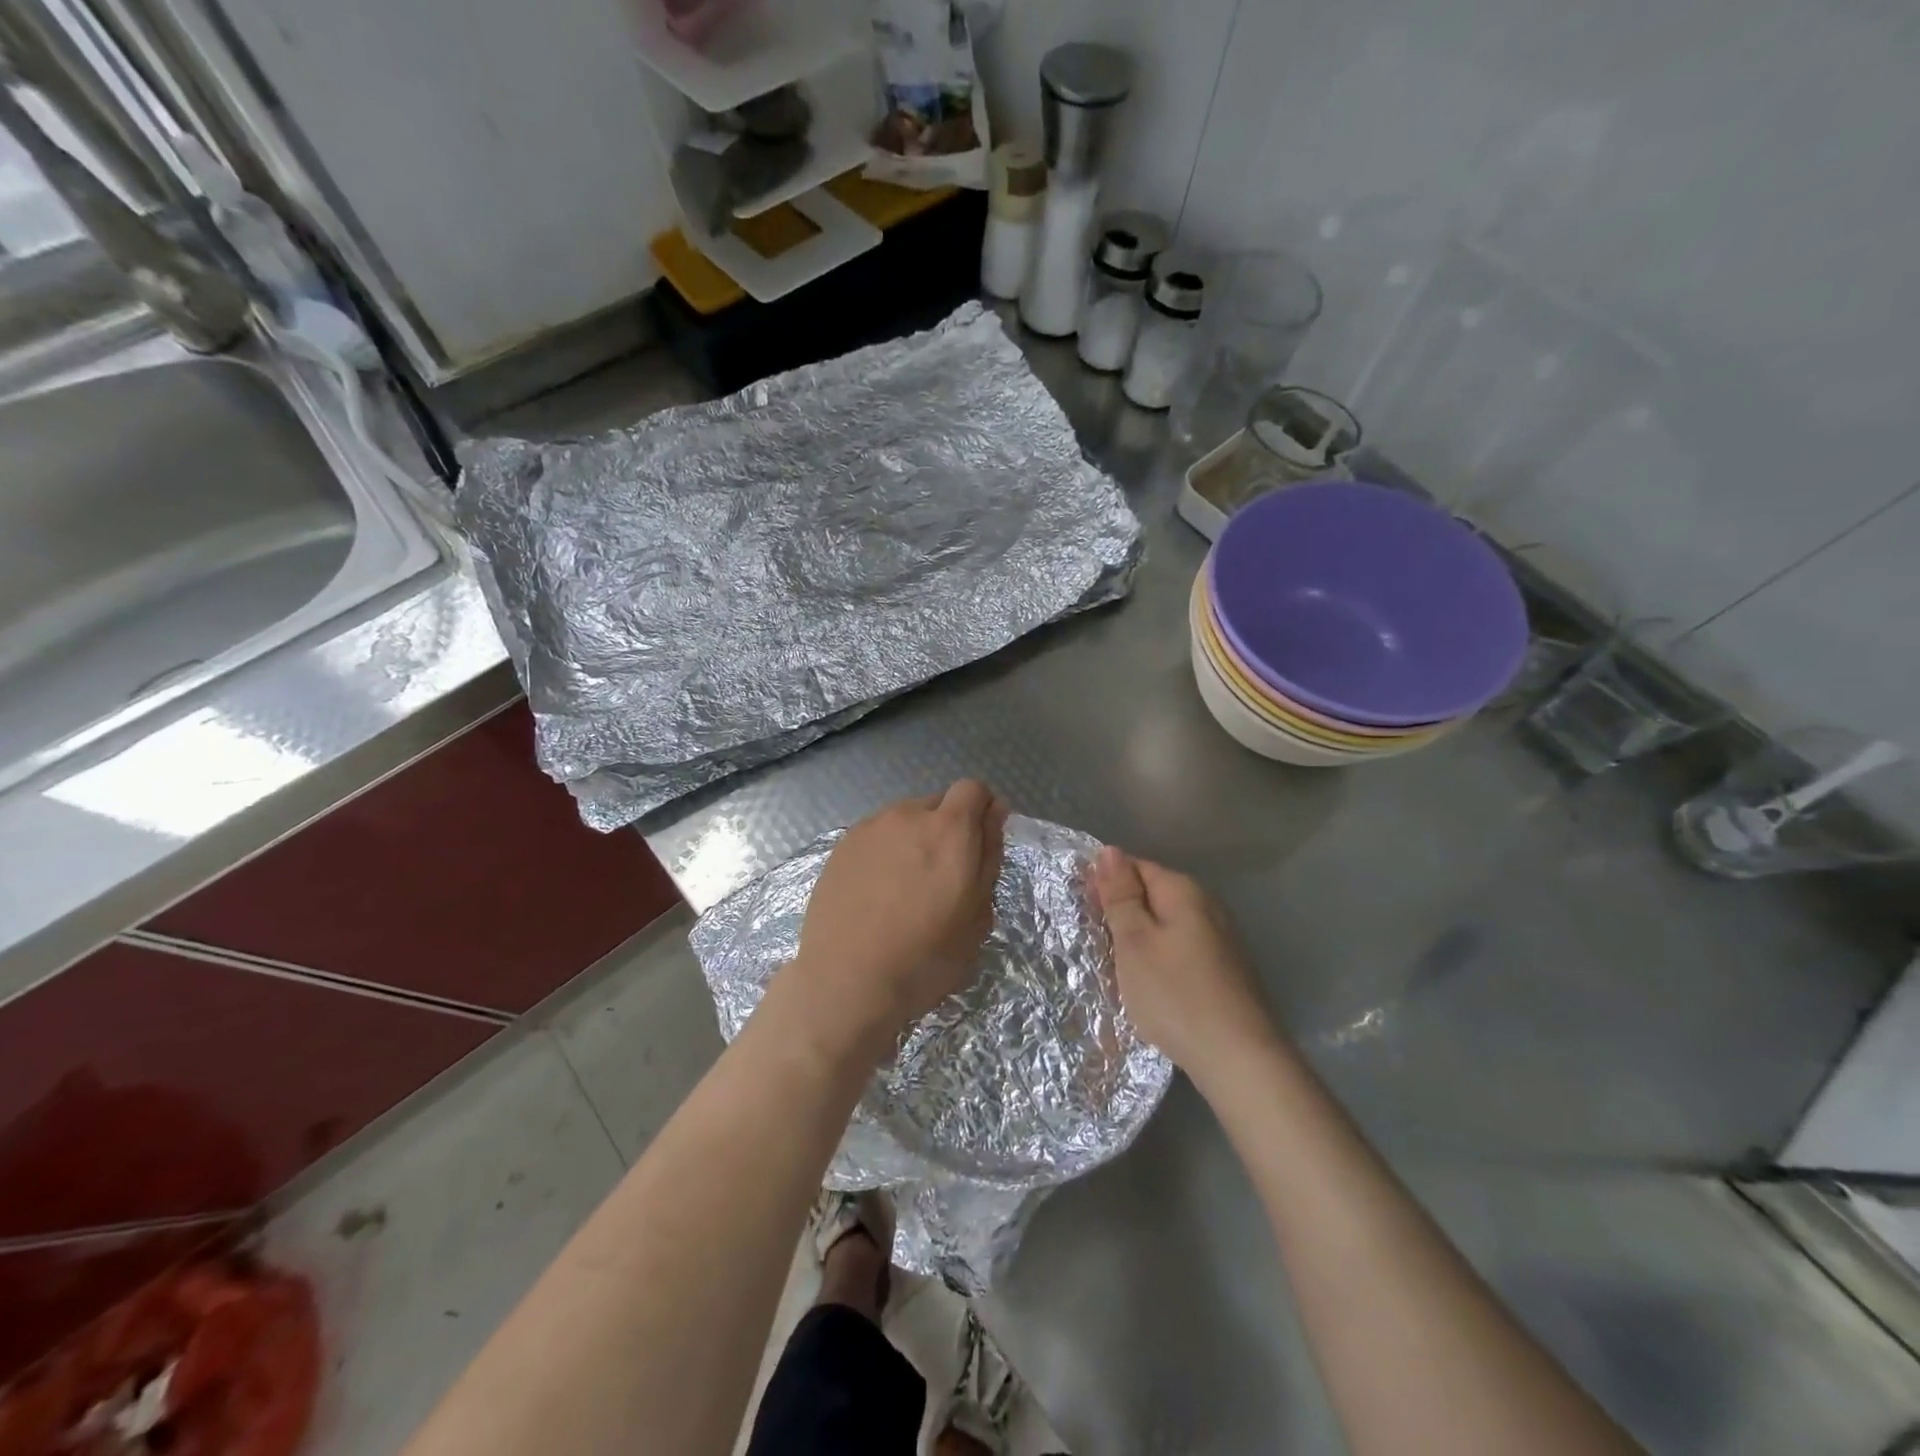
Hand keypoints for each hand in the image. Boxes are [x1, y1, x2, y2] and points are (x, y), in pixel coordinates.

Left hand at [787, 781, 1008, 1059]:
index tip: (979, 845)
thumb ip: (989, 855)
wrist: (846, 981)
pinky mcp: (841, 846)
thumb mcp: (978, 915)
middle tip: (943, 876)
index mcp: (950, 829)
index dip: (981, 811)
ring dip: (914, 839)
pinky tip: (876, 892)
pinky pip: (876, 836)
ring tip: (905, 887)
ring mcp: (870, 828)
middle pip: (938, 803)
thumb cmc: (925, 957)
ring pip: (904, 820)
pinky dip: (884, 853)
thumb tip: (994, 813)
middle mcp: (909, 815)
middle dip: (948, 828)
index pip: (974, 789)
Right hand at [1091, 847, 1275, 1076]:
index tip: (1082, 910)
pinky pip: (1181, 950)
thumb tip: (1110, 851)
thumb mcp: (1134, 941)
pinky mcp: (1225, 970)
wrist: (1238, 1057)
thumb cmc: (1175, 994)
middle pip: (1153, 895)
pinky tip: (1150, 984)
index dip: (1104, 883)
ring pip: (1167, 925)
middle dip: (1122, 912)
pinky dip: (1160, 960)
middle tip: (1094, 943)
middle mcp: (1207, 906)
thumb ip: (1121, 895)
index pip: (1135, 866)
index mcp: (1183, 891)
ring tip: (1116, 967)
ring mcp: (1221, 939)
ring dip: (1140, 939)